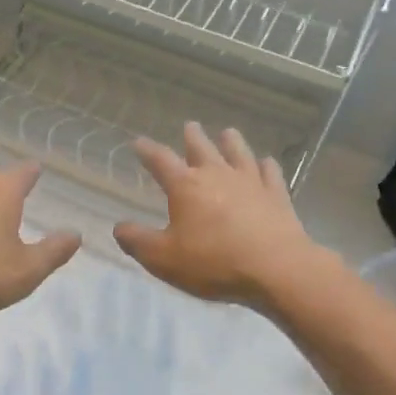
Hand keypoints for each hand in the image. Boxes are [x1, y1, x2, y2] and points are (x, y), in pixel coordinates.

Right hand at [114, 123, 336, 311]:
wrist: (275, 268)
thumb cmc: (213, 262)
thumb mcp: (163, 258)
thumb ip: (137, 241)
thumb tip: (118, 227)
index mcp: (186, 186)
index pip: (161, 161)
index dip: (148, 151)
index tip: (139, 142)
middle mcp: (217, 175)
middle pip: (202, 149)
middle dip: (192, 138)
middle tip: (190, 126)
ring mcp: (250, 183)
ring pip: (239, 154)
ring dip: (232, 142)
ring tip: (228, 132)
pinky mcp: (277, 196)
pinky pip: (270, 174)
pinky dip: (267, 166)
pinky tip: (267, 162)